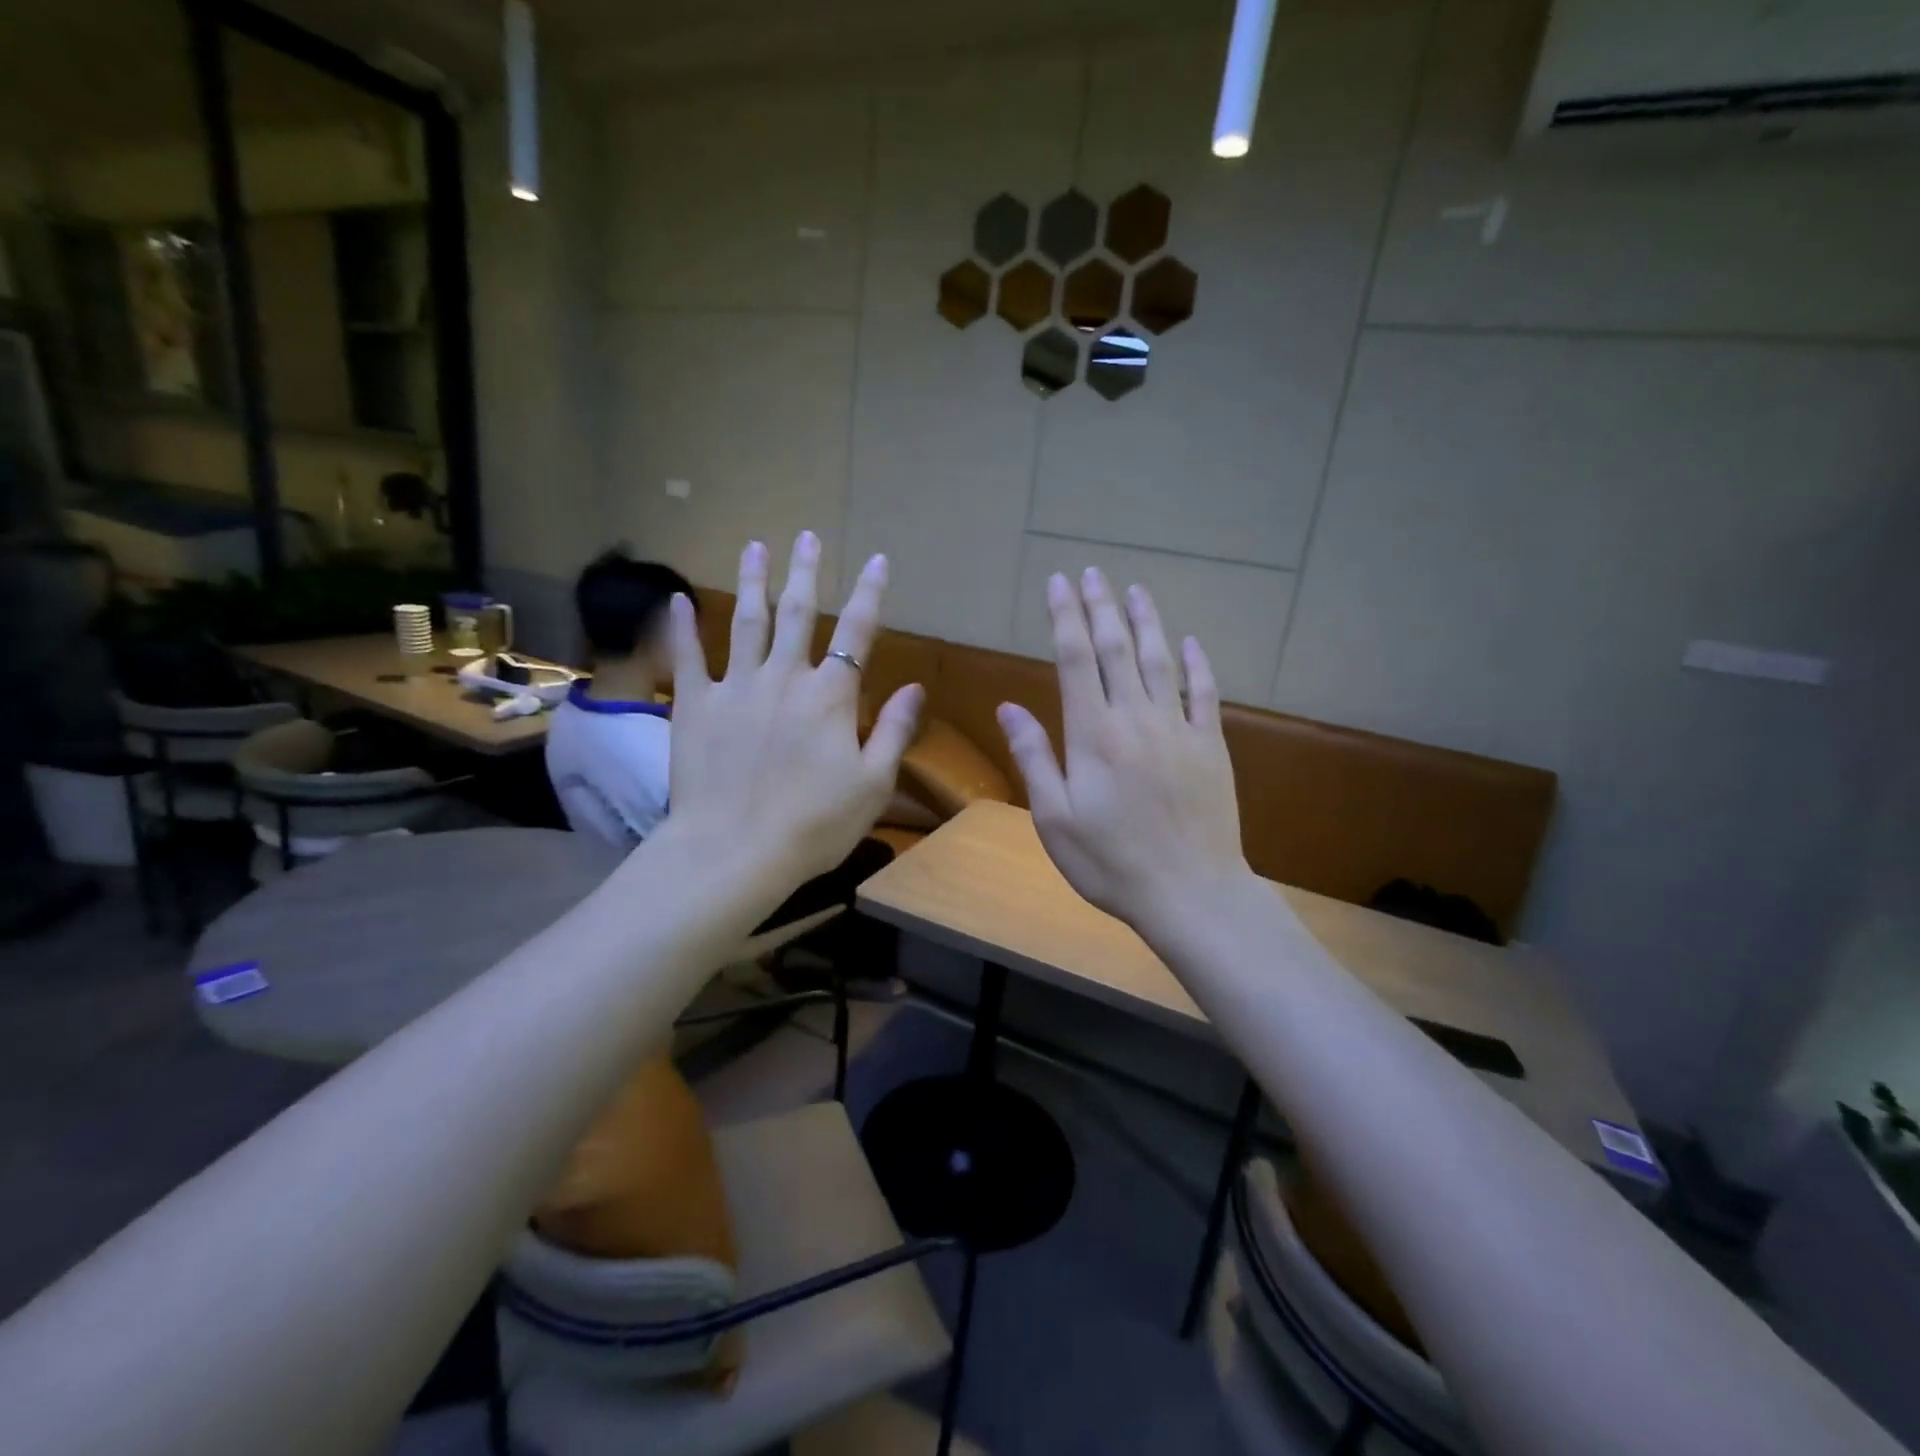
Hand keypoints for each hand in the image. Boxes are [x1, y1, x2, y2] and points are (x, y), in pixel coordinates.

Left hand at [664, 532, 922, 899]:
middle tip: (806, 535)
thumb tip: (914, 687)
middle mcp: (784, 678)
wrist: (734, 851)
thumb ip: (894, 730)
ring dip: (753, 582)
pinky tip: (679, 599)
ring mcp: (735, 688)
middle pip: (797, 613)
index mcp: (830, 696)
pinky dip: (683, 628)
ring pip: (746, 623)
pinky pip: (688, 658)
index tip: (876, 559)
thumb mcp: (873, 784)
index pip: (857, 632)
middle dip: (805, 572)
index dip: (869, 593)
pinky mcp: (695, 706)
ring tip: (755, 546)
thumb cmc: (814, 824)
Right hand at [997, 569, 1247, 927]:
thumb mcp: (1054, 818)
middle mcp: (1136, 718)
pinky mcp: (1210, 746)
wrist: (1190, 892)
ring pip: (1161, 660)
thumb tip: (1009, 707)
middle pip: (1117, 649)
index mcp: (1093, 734)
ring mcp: (1178, 729)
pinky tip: (1190, 643)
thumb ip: (1034, 757)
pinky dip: (1197, 664)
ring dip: (1147, 621)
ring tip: (1135, 589)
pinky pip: (1204, 693)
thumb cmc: (1110, 862)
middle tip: (1092, 572)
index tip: (1059, 583)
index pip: (1075, 659)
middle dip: (1101, 607)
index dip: (1065, 617)